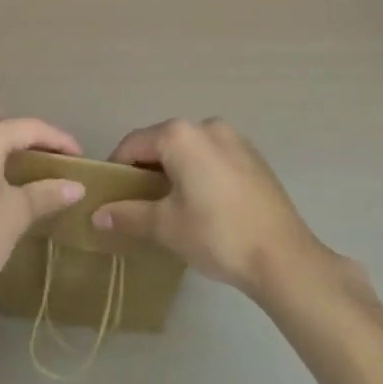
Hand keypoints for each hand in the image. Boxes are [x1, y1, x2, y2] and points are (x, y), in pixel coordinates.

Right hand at [92, 117, 345, 301]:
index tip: (111, 196)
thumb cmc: (217, 235)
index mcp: (179, 135)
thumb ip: (129, 215)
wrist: (285, 258)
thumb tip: (97, 215)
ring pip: (190, 149)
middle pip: (162, 142)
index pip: (134, 144)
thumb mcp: (167, 227)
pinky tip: (206, 205)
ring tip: (173, 207)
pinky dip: (201, 172)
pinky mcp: (253, 155)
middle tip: (140, 205)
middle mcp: (205, 125)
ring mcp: (233, 137)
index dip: (118, 169)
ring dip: (175, 171)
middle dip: (147, 170)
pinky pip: (213, 156)